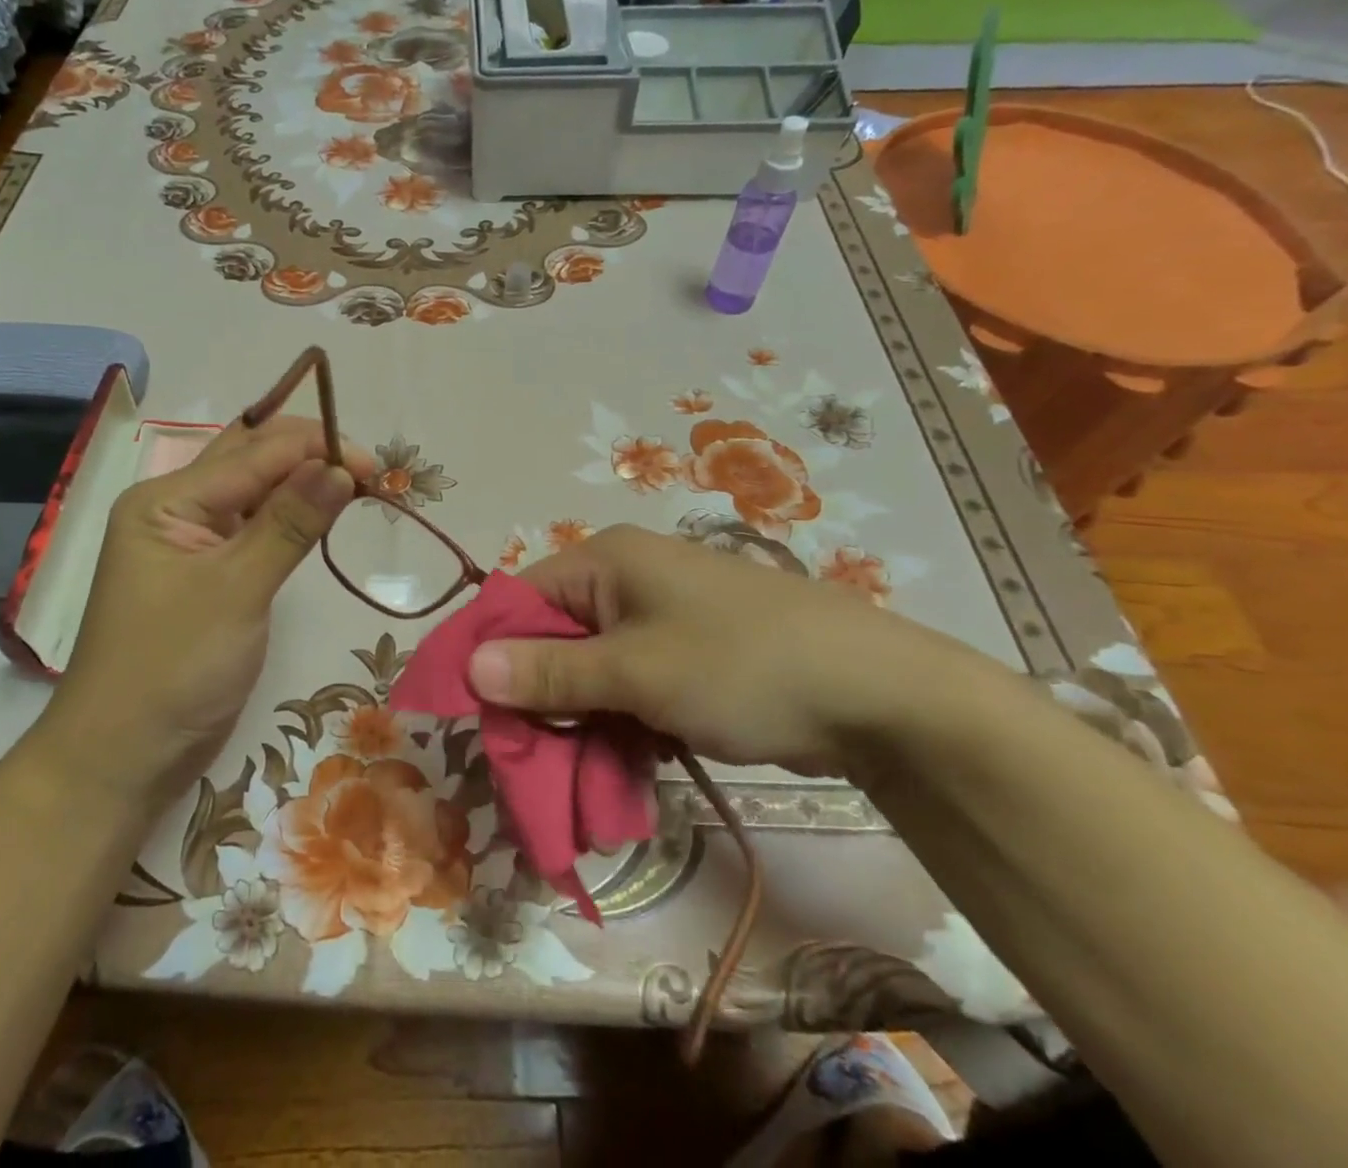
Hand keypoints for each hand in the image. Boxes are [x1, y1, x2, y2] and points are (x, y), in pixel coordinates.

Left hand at [49, 416, 374, 800]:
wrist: (122, 759)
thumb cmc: (172, 669)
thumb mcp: (237, 590)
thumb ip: (290, 523)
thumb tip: (342, 467)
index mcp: (167, 499)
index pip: (254, 452)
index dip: (317, 449)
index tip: (377, 467)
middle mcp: (177, 508)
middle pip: (251, 459)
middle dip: (312, 455)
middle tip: (371, 473)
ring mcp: (192, 542)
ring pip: (256, 492)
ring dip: (305, 483)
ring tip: (359, 488)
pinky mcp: (211, 574)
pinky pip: (256, 528)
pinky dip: (292, 518)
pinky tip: (323, 515)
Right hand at [466, 524, 983, 779]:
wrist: (878, 696)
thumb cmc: (741, 665)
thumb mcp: (637, 671)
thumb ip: (550, 672)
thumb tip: (469, 666)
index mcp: (605, 561)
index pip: (519, 600)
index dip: (491, 655)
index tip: (474, 717)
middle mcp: (624, 581)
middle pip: (552, 641)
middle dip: (538, 704)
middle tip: (528, 768)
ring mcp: (658, 620)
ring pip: (589, 674)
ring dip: (577, 727)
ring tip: (574, 786)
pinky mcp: (684, 658)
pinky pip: (627, 690)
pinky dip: (616, 730)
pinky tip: (616, 777)